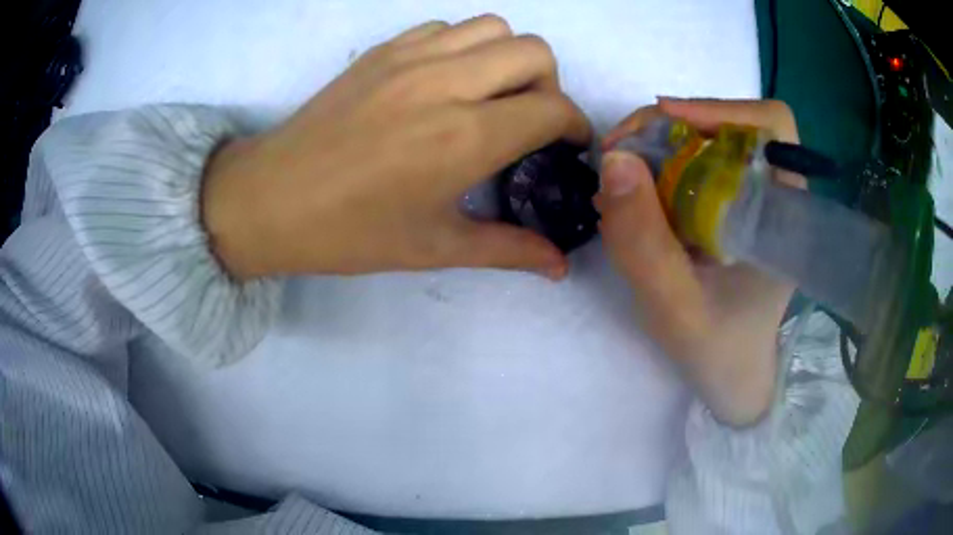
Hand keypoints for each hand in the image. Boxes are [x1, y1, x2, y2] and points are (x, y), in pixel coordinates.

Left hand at [201, 15, 590, 279]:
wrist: (271, 200)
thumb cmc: (350, 232)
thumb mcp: (435, 248)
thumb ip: (509, 249)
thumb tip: (560, 267)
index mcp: (465, 136)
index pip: (553, 108)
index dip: (574, 126)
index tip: (567, 146)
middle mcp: (446, 82)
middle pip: (535, 52)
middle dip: (549, 85)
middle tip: (529, 120)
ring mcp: (411, 57)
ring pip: (493, 28)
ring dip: (508, 58)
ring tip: (490, 95)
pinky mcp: (383, 50)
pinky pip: (446, 28)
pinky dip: (463, 47)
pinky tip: (446, 81)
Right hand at [597, 98, 802, 425]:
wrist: (731, 378)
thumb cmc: (718, 352)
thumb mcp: (675, 308)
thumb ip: (644, 243)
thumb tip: (613, 160)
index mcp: (784, 213)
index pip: (773, 126)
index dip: (723, 109)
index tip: (666, 121)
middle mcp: (773, 195)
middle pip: (729, 125)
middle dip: (670, 128)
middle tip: (619, 156)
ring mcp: (751, 199)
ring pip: (706, 142)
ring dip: (657, 148)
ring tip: (618, 180)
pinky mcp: (731, 208)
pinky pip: (694, 166)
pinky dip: (657, 169)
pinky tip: (633, 197)